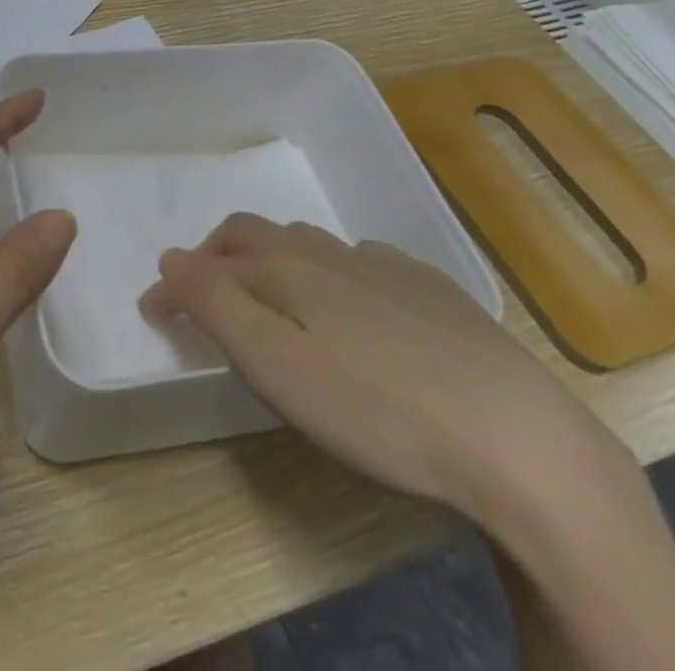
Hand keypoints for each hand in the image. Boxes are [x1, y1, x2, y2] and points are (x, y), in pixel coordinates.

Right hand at [139, 214, 623, 518]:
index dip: (175, 282)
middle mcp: (326, 253)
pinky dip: (329, 270)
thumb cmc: (379, 410)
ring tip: (268, 295)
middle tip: (202, 296)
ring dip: (270, 259)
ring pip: (306, 243)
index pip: (208, 259)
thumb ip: (217, 306)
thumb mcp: (277, 367)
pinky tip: (351, 304)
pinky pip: (360, 259)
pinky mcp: (430, 289)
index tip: (154, 315)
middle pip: (254, 235)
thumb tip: (172, 259)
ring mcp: (382, 266)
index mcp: (285, 270)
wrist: (519, 439)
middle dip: (216, 256)